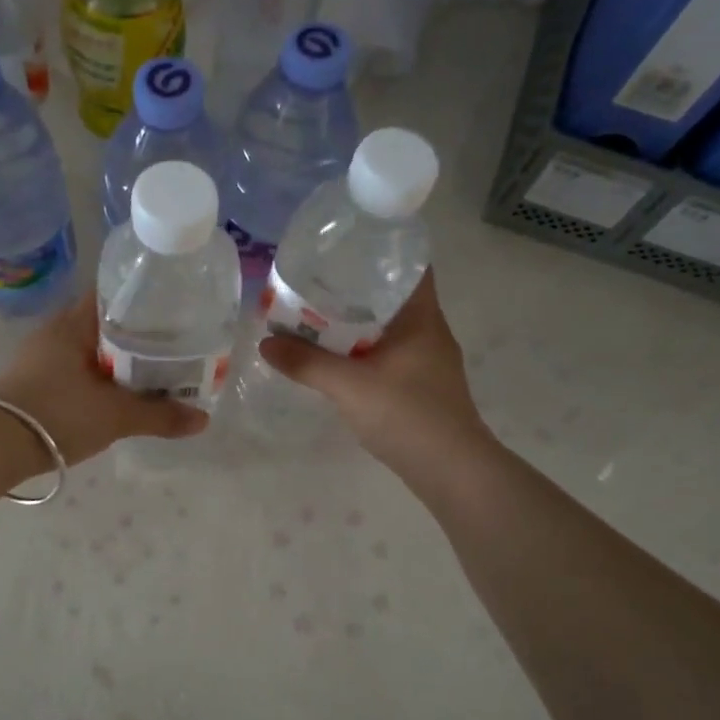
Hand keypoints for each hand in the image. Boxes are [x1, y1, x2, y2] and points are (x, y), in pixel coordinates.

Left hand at [0, 289, 208, 467]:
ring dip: (115, 361)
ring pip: (88, 350)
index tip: (173, 312)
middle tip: (172, 348)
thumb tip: (203, 419)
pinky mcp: (31, 382)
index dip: (145, 300)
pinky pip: (74, 370)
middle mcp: (55, 331)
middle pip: (104, 324)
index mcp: (74, 323)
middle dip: (136, 336)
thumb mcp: (115, 416)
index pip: (114, 294)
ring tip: (150, 374)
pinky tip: (114, 396)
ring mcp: (39, 357)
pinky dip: (97, 378)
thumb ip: (160, 415)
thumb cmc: (58, 413)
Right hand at [258, 270, 487, 473]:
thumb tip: (266, 342)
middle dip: (355, 287)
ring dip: (357, 321)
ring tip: (316, 315)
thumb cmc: (408, 416)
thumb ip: (307, 363)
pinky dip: (363, 348)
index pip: (410, 265)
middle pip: (392, 295)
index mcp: (422, 318)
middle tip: (314, 281)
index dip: (381, 250)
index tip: (344, 247)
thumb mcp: (350, 386)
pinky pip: (388, 352)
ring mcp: (428, 360)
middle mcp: (430, 332)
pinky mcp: (422, 385)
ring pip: (389, 326)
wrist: (453, 472)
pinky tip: (336, 357)